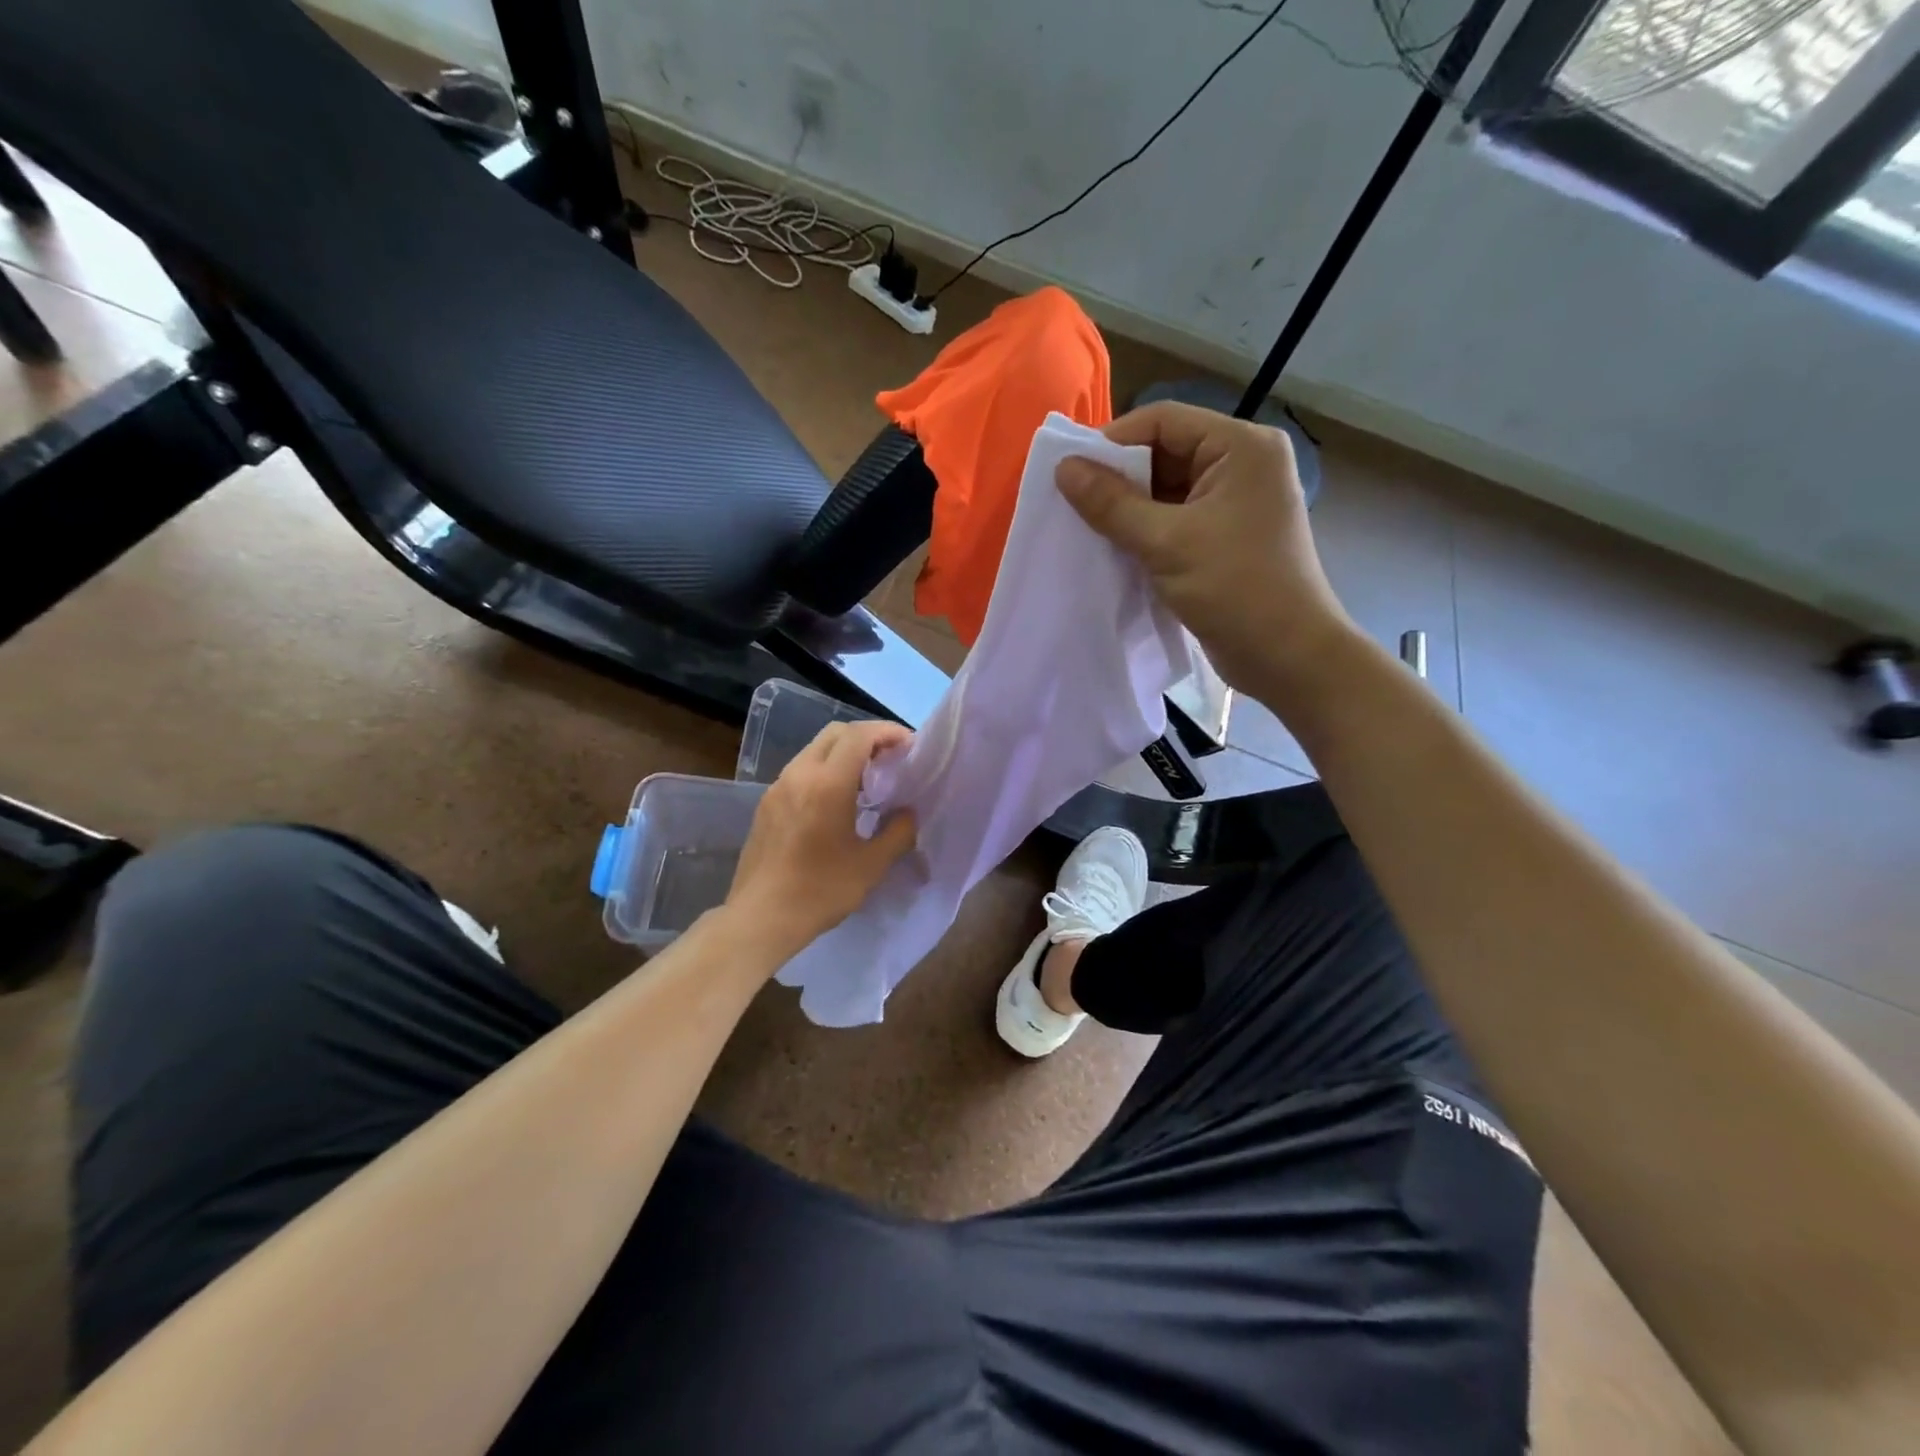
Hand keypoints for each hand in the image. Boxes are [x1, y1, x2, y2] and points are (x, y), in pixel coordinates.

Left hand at [725, 720, 917, 960]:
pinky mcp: (766, 804)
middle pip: (835, 733)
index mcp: (828, 783)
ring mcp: (778, 787)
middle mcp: (799, 774)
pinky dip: (824, 770)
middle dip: (866, 737)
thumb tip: (908, 813)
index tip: (909, 746)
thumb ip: (898, 832)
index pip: (859, 736)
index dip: (888, 732)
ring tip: (867, 779)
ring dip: (844, 753)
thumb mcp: (871, 865)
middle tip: (890, 758)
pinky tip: (836, 800)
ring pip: (814, 750)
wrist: (760, 918)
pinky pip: (800, 771)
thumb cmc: (820, 891)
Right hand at [1056, 401, 1351, 695]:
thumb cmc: (1235, 589)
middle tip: (1073, 503)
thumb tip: (1063, 467)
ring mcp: (1235, 502)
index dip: (1113, 441)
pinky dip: (1145, 529)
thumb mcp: (1165, 542)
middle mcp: (1242, 464)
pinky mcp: (1225, 536)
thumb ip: (1112, 503)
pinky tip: (1114, 547)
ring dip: (1129, 507)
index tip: (1070, 473)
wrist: (1287, 656)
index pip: (1164, 420)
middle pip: (1165, 451)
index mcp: (1241, 447)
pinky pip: (1175, 518)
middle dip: (1119, 477)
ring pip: (1167, 488)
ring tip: (1086, 527)